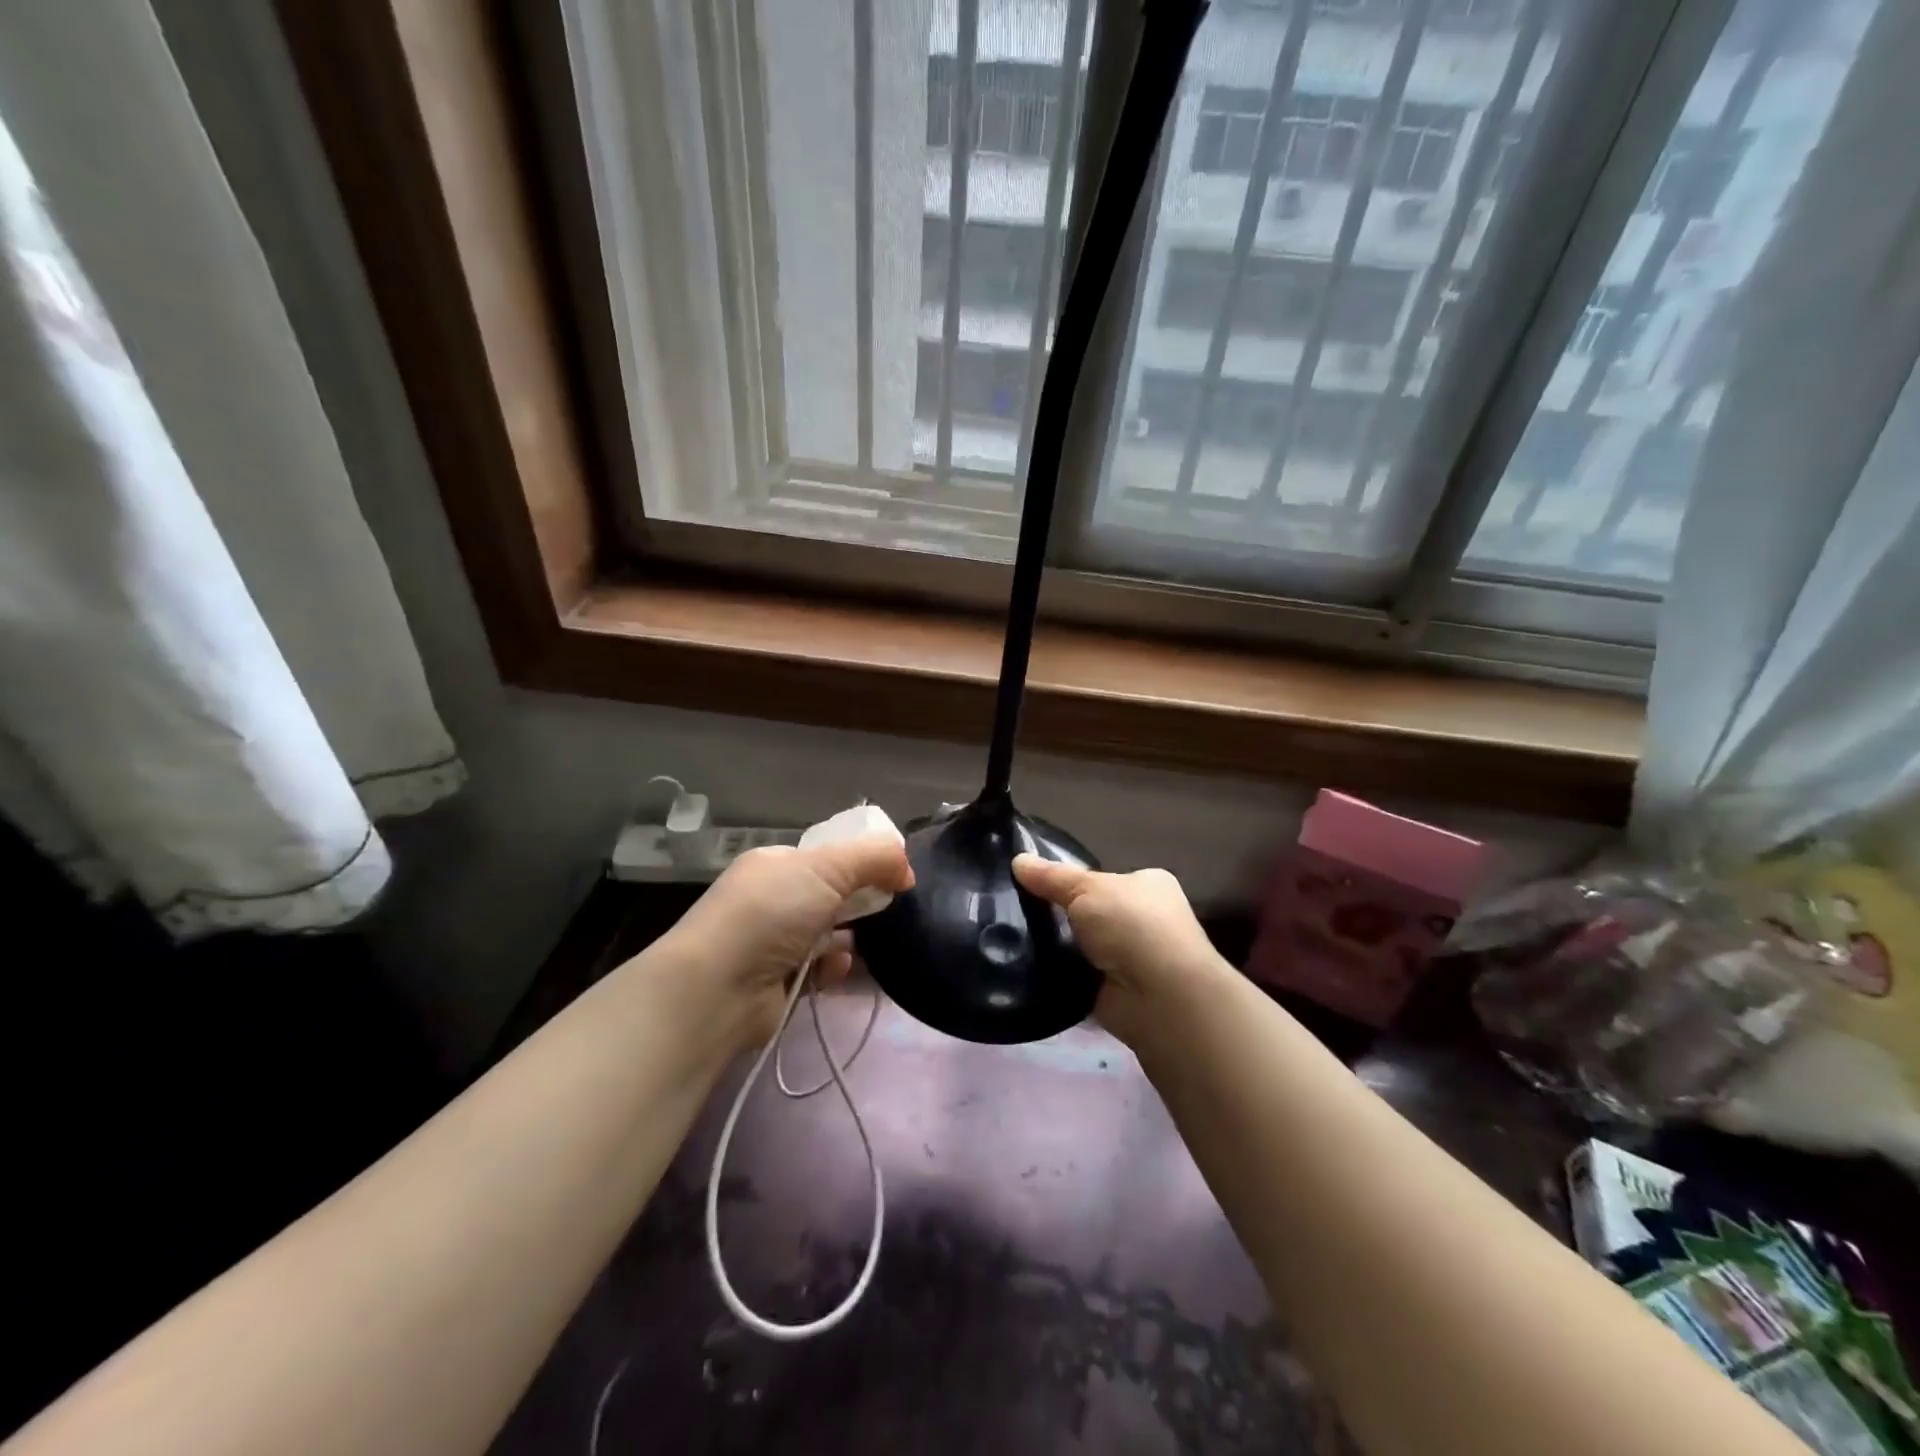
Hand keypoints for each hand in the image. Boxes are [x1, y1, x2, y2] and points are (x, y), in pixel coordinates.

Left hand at [661, 837, 914, 1048]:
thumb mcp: (829, 867)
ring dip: (848, 939)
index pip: (825, 856)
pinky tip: (837, 970)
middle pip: (829, 895)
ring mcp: (771, 943)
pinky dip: (833, 969)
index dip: (861, 862)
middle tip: (884, 910)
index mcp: (775, 864)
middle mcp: (770, 900)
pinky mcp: (777, 983)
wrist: (720, 988)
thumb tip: (906, 868)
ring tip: (862, 945)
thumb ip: (875, 857)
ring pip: (828, 934)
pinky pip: (819, 970)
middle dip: (858, 902)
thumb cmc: (773, 913)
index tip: (892, 875)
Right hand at [1013, 855, 1222, 1046]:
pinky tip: (1026, 968)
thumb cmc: (1132, 925)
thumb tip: (1017, 859)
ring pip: (1081, 945)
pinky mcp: (1114, 992)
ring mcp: (1131, 959)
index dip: (1072, 880)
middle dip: (1061, 915)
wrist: (1160, 997)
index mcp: (1148, 886)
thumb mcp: (1087, 888)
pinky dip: (1057, 974)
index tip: (1034, 882)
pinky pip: (1075, 977)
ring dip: (1057, 946)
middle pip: (1090, 913)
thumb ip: (1052, 876)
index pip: (1104, 879)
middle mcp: (1145, 920)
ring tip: (1011, 937)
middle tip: (1016, 910)